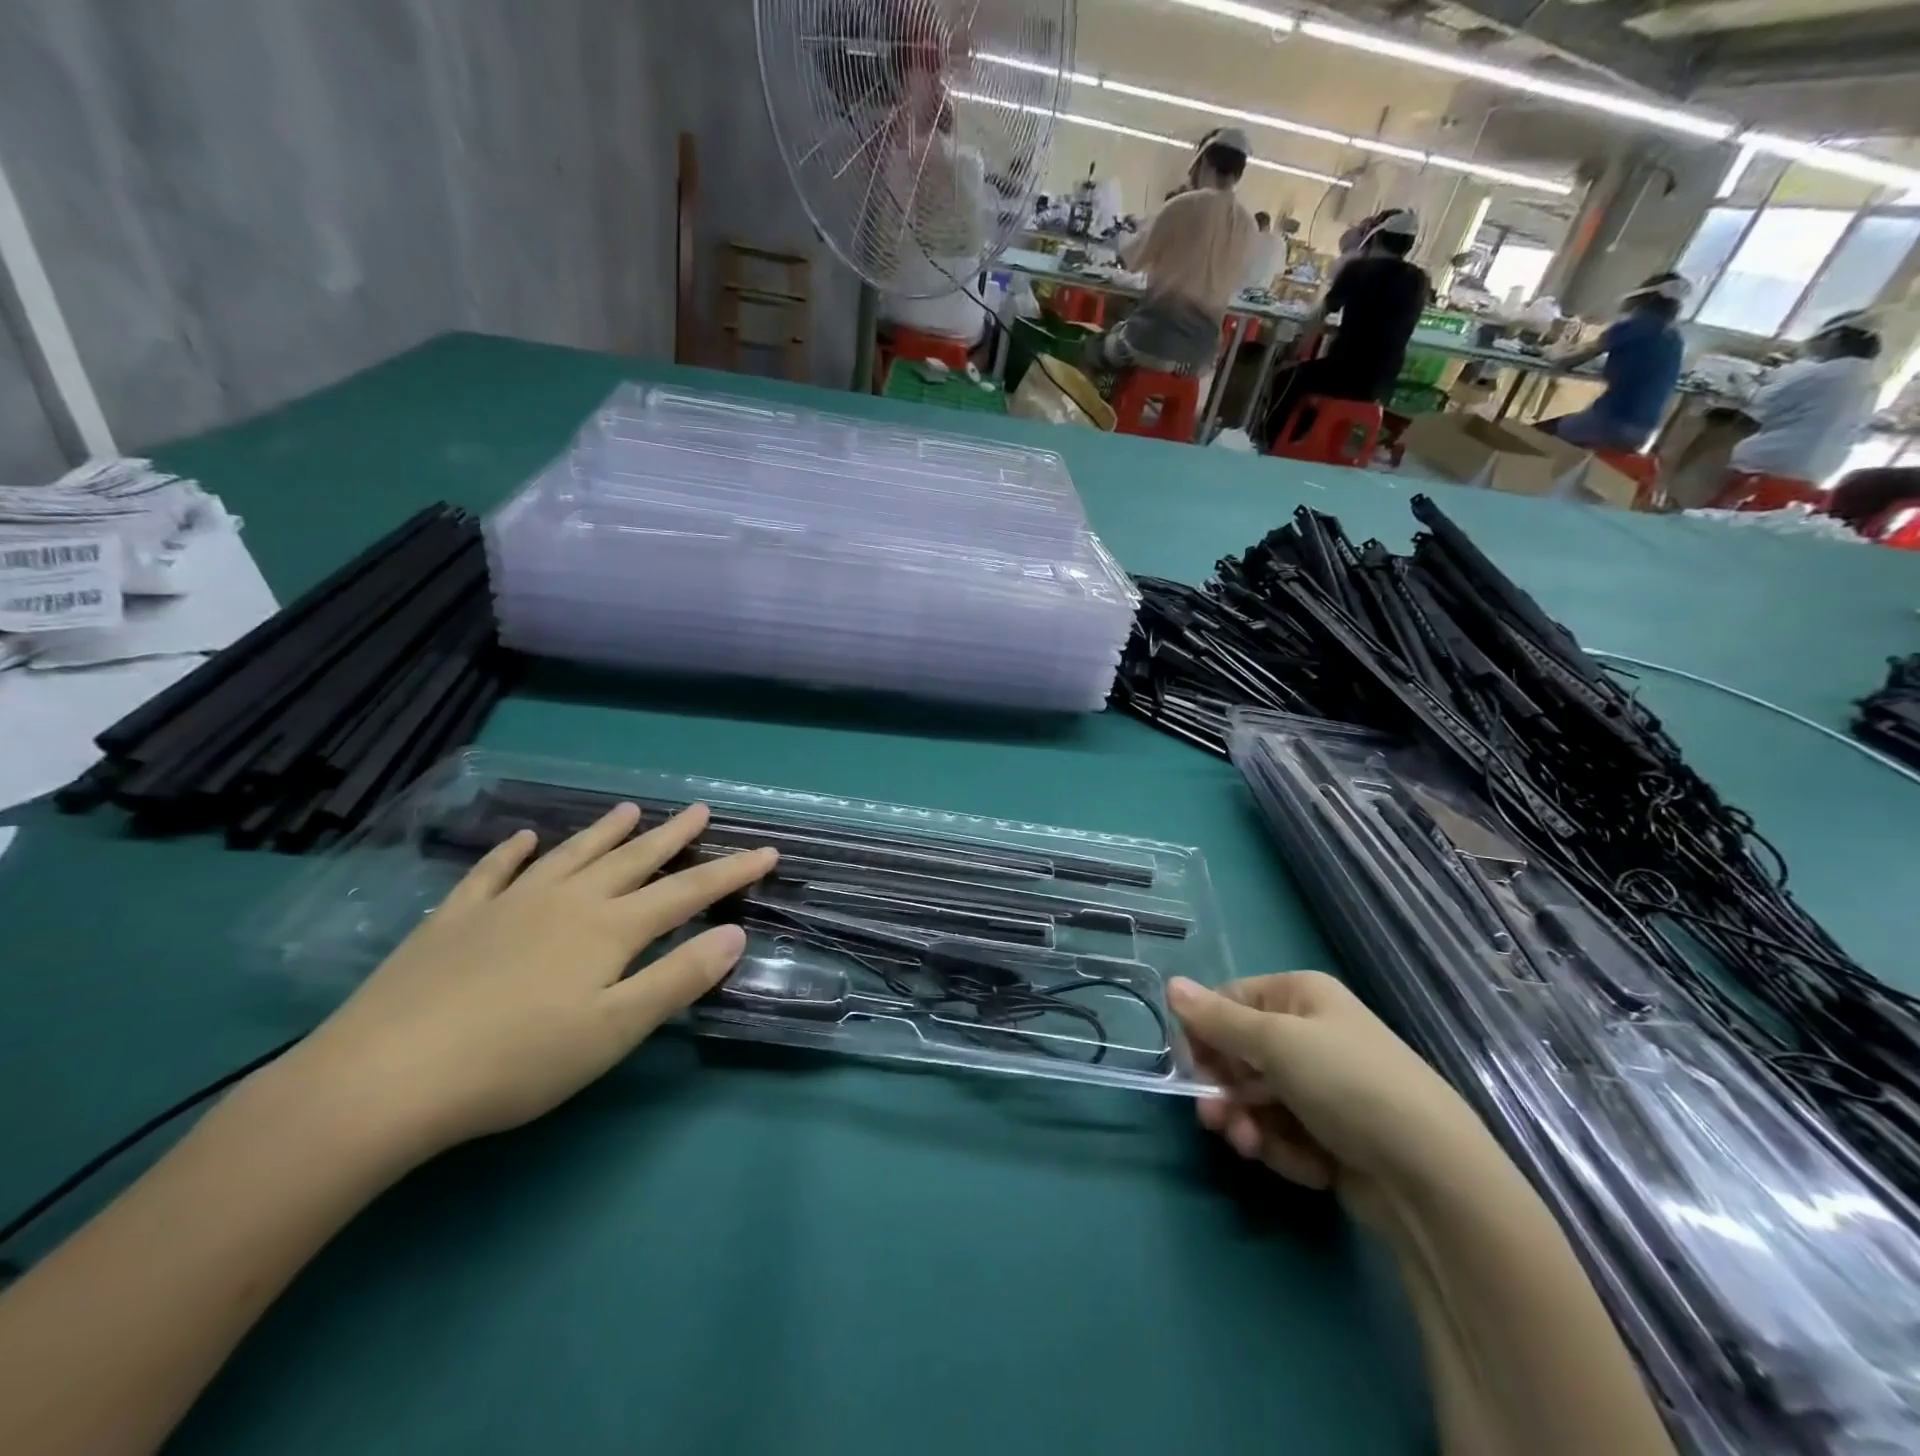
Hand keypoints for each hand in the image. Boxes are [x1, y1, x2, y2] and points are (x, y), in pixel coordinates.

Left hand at [289, 803, 775, 1160]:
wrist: (384, 1078)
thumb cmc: (517, 1061)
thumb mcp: (615, 1029)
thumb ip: (678, 978)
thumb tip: (734, 934)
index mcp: (609, 929)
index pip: (687, 892)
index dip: (731, 872)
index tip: (767, 851)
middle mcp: (566, 902)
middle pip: (633, 860)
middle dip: (673, 836)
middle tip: (700, 810)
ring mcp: (508, 904)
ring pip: (571, 855)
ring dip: (605, 832)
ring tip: (630, 809)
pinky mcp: (455, 919)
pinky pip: (493, 872)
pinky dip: (513, 852)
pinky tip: (525, 839)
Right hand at [1169, 973, 1486, 1225]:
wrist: (1433, 1178)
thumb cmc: (1347, 1084)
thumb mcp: (1275, 1042)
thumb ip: (1217, 1019)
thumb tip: (1170, 984)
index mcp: (1303, 996)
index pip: (1232, 1001)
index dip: (1206, 1030)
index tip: (1190, 1063)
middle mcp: (1313, 1035)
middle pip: (1242, 1054)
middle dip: (1225, 1087)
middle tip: (1212, 1115)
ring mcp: (1326, 1087)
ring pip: (1259, 1098)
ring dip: (1247, 1123)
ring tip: (1249, 1145)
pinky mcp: (1335, 1135)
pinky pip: (1287, 1133)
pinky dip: (1284, 1149)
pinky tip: (1302, 1164)